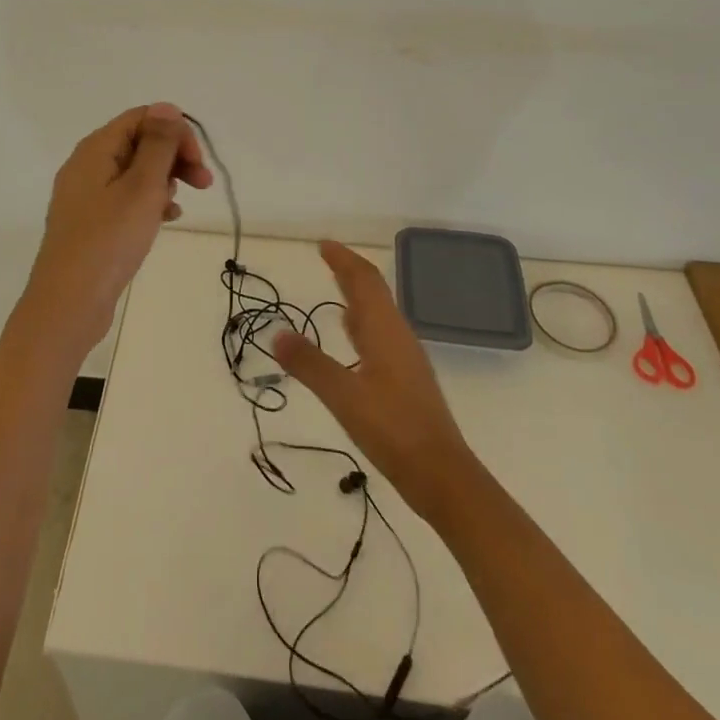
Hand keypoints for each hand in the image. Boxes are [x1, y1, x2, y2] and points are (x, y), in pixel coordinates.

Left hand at [20, 103, 212, 355]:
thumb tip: (166, 107)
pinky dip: (149, 203)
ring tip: (178, 207)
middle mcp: (87, 165)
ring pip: (135, 172)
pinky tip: (166, 221)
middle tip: (203, 184)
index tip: (197, 163)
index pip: (142, 118)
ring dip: (164, 181)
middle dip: (174, 157)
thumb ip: (157, 144)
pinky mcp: (91, 222)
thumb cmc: (108, 241)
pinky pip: (126, 198)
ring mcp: (87, 195)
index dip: (175, 132)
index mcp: (96, 149)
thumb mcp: (142, 187)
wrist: (67, 305)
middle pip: (139, 142)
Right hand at [274, 240, 476, 518]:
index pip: (364, 280)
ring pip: (379, 312)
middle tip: (326, 257)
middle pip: (374, 291)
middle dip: (350, 271)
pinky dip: (363, 322)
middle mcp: (397, 335)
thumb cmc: (394, 430)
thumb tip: (276, 333)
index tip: (323, 244)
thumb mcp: (344, 396)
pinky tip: (354, 336)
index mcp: (385, 330)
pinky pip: (381, 333)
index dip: (344, 259)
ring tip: (337, 287)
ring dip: (358, 294)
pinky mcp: (406, 379)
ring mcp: (405, 357)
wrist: (443, 476)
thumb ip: (310, 364)